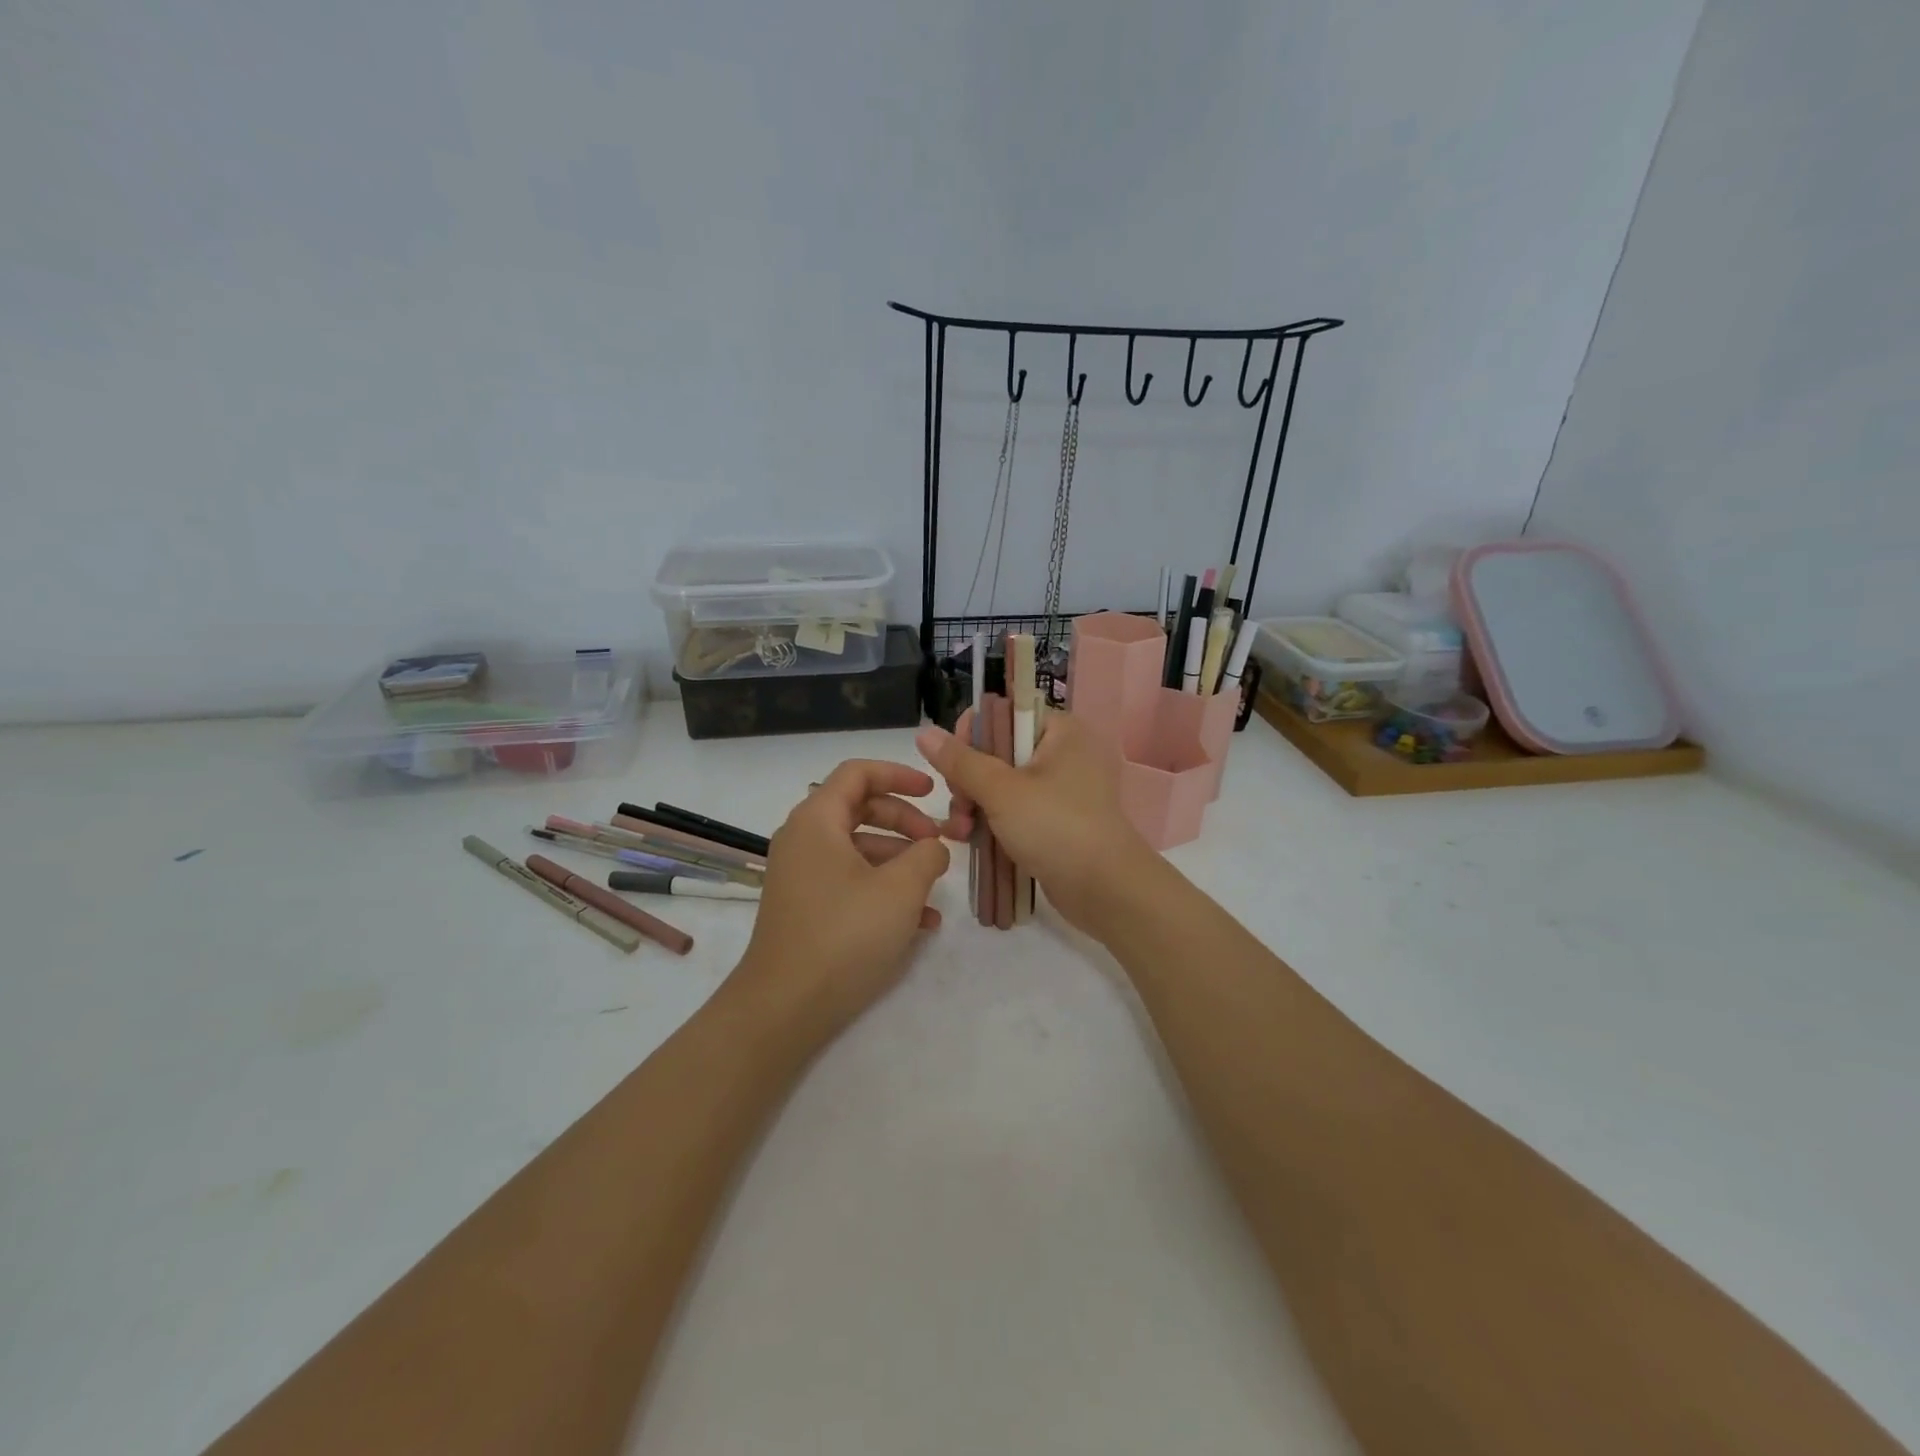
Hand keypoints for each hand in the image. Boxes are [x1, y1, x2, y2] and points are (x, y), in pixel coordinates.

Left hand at [727, 759, 951, 1043]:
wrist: (784, 1007)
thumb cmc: (844, 935)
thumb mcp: (900, 890)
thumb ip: (927, 855)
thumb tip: (934, 847)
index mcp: (817, 820)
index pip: (858, 773)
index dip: (899, 774)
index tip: (933, 792)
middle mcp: (803, 840)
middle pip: (860, 809)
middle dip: (905, 822)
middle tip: (938, 843)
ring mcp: (801, 875)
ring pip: (858, 849)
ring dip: (900, 861)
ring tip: (935, 890)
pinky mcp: (806, 907)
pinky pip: (849, 881)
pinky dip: (882, 889)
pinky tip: (920, 923)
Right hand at [916, 711, 1156, 935]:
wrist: (1106, 889)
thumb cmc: (1055, 827)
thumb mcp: (1001, 790)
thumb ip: (960, 761)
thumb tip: (924, 732)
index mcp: (1058, 731)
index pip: (1002, 715)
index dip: (971, 737)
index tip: (955, 767)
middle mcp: (1062, 753)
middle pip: (996, 752)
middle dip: (968, 781)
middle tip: (960, 809)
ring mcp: (1060, 790)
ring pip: (1000, 785)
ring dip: (974, 805)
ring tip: (962, 833)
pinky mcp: (1055, 821)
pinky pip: (1014, 810)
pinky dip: (992, 822)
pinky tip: (969, 840)